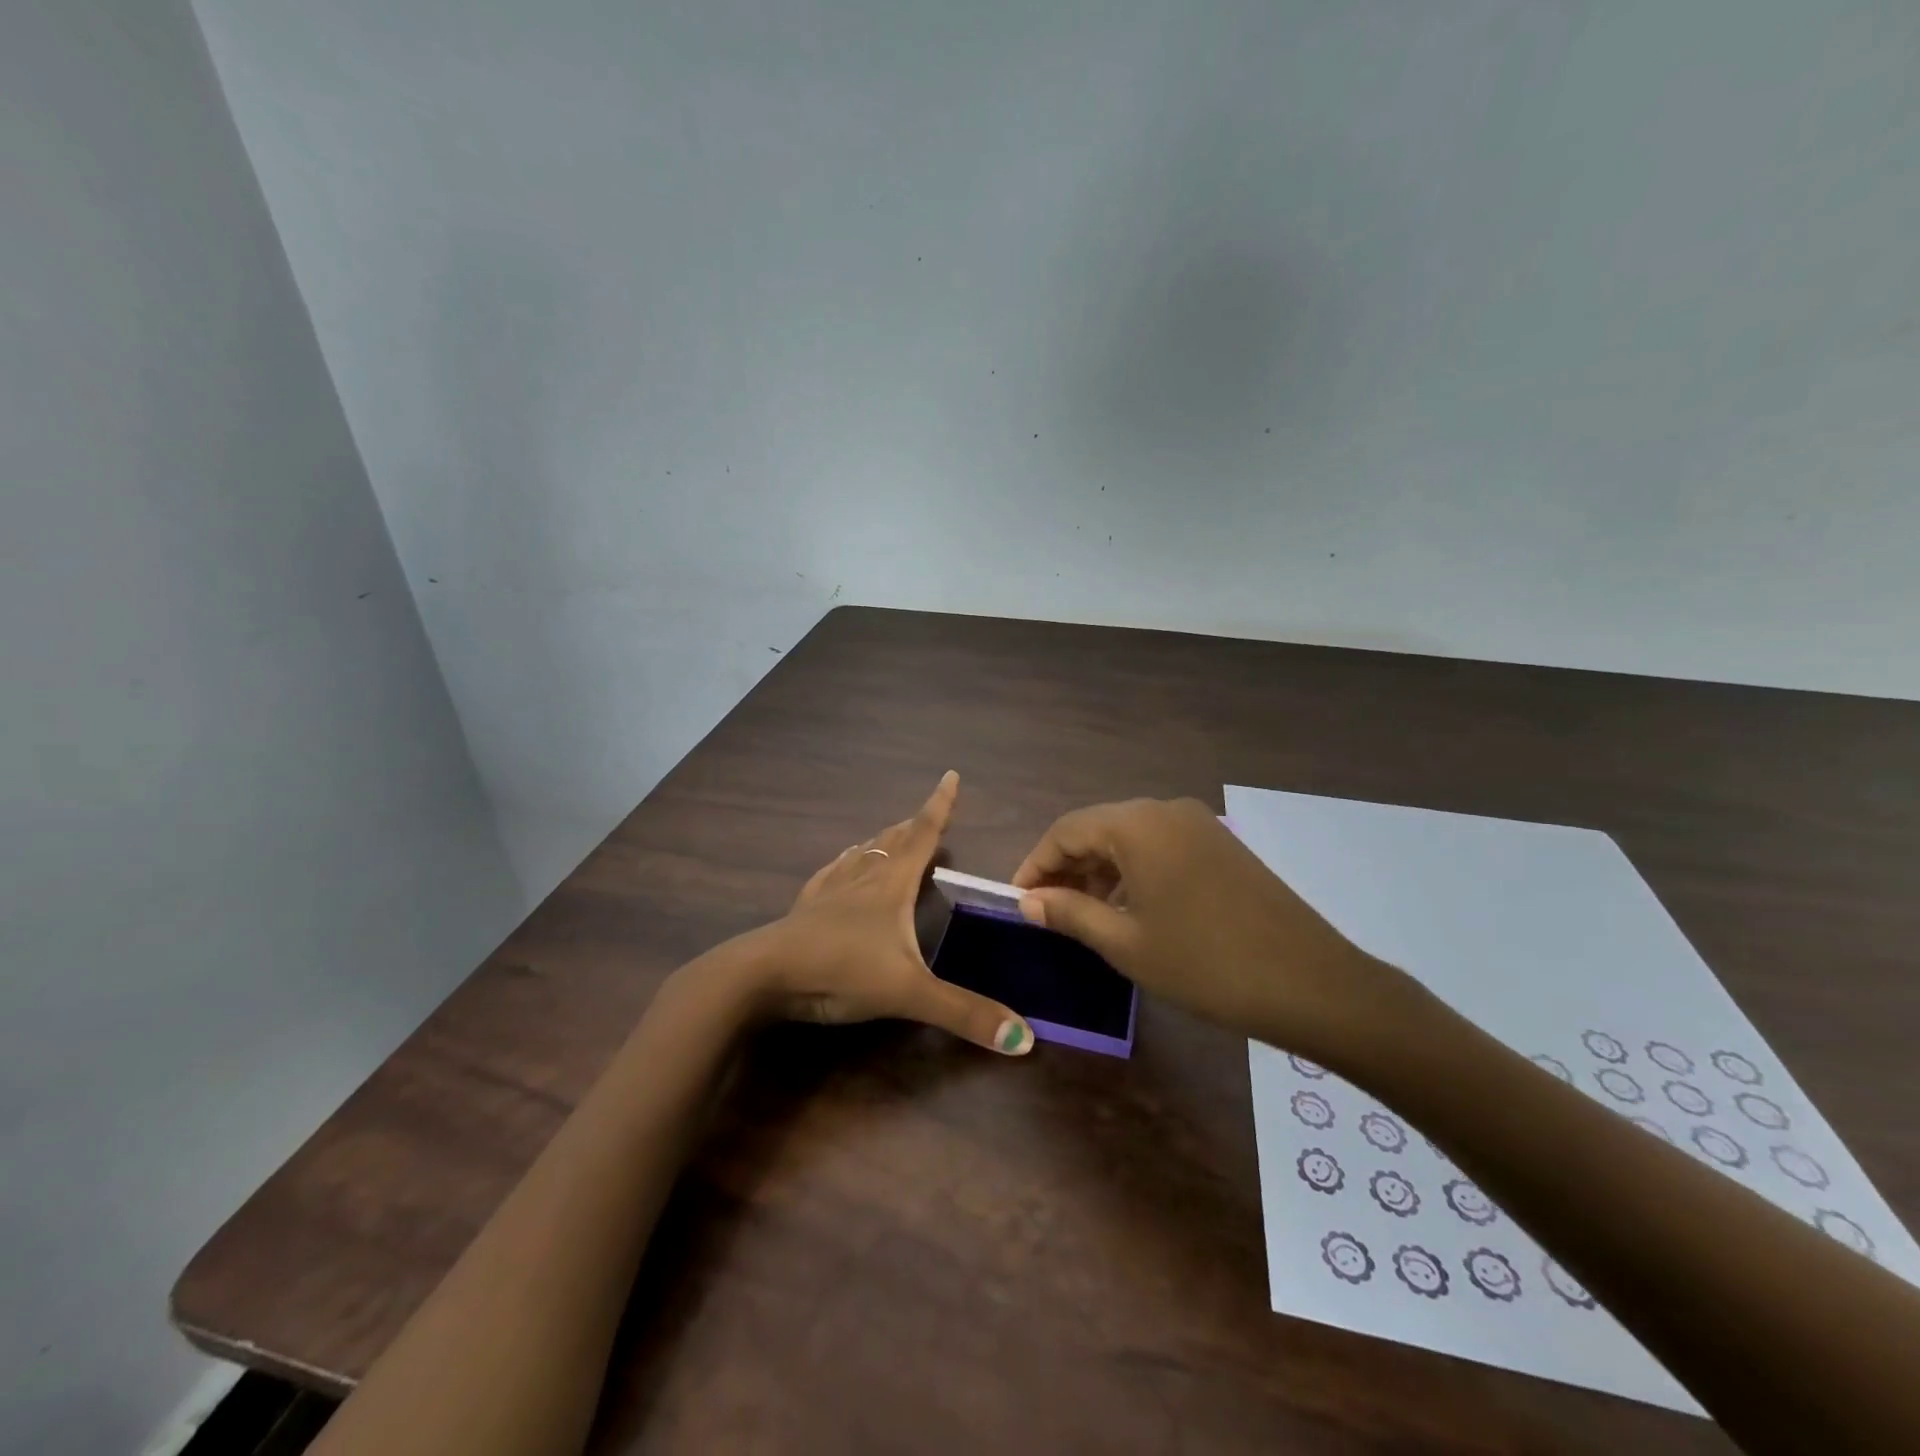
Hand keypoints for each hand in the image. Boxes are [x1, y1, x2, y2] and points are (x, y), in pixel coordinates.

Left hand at [757, 772, 1033, 1054]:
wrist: (764, 975)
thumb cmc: (841, 971)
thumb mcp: (908, 993)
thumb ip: (964, 1013)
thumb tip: (1025, 1038)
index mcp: (891, 885)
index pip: (923, 835)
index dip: (940, 806)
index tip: (950, 775)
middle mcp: (862, 878)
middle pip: (893, 841)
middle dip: (914, 825)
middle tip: (928, 814)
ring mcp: (830, 891)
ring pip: (862, 854)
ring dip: (881, 841)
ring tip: (891, 834)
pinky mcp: (806, 908)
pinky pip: (830, 874)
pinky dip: (843, 863)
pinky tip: (839, 865)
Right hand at [1011, 797, 1396, 1059]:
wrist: (1311, 983)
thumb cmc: (1205, 963)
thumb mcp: (1126, 942)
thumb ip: (1070, 912)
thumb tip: (1028, 901)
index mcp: (1137, 824)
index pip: (1066, 831)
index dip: (1035, 865)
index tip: (1018, 901)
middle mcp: (1166, 810)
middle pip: (1098, 828)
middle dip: (1066, 866)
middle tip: (1047, 910)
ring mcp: (1199, 824)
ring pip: (1130, 837)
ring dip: (1100, 869)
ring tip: (1084, 913)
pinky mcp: (1221, 844)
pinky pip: (1160, 846)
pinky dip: (1134, 870)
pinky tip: (1130, 907)